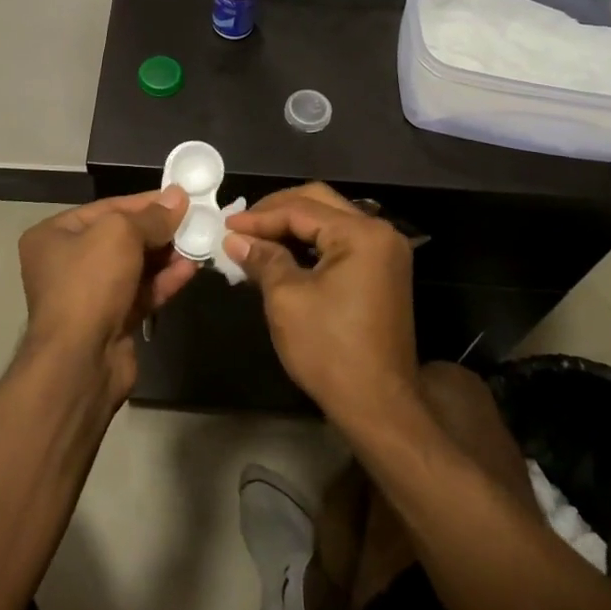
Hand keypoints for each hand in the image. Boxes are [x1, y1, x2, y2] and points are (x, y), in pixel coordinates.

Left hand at [17, 187, 198, 407]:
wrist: (80, 361)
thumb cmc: (90, 282)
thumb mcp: (121, 234)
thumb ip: (152, 216)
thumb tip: (178, 197)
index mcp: (55, 235)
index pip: (108, 208)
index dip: (146, 201)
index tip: (181, 197)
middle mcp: (67, 262)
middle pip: (122, 237)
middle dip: (159, 230)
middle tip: (196, 220)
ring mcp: (89, 294)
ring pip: (135, 266)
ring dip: (167, 255)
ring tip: (200, 242)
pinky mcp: (111, 320)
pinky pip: (141, 292)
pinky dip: (165, 280)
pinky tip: (191, 268)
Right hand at [224, 183, 416, 424]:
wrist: (378, 406)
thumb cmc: (329, 350)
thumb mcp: (286, 299)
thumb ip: (262, 259)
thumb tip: (235, 239)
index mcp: (361, 234)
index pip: (301, 210)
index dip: (259, 217)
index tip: (225, 225)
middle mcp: (380, 233)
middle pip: (319, 203)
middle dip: (276, 212)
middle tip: (241, 226)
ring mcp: (385, 253)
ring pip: (330, 221)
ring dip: (292, 227)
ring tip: (255, 239)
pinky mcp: (382, 272)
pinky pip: (340, 243)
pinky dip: (310, 245)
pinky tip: (281, 256)